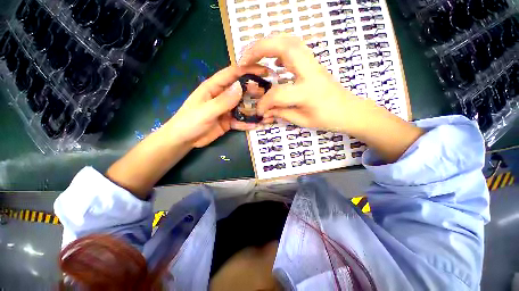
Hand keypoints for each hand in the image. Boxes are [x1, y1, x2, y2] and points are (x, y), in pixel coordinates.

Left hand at [166, 65, 267, 147]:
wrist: (184, 140)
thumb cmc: (189, 122)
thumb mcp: (206, 111)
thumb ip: (223, 101)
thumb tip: (241, 87)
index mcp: (213, 88)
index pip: (232, 74)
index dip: (247, 70)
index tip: (263, 70)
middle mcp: (222, 96)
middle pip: (241, 90)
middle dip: (254, 90)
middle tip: (269, 92)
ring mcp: (226, 110)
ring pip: (243, 106)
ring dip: (254, 108)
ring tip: (267, 110)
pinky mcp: (228, 121)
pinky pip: (241, 121)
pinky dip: (248, 123)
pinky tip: (258, 125)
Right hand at [239, 35, 363, 132]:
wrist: (350, 110)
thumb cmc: (328, 119)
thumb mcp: (303, 121)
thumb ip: (281, 113)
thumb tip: (265, 111)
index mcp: (308, 91)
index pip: (277, 94)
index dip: (264, 103)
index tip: (260, 110)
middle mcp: (310, 72)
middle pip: (285, 47)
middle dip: (259, 48)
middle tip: (243, 60)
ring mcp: (313, 63)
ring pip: (289, 41)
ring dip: (268, 44)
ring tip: (253, 56)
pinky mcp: (313, 63)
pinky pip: (294, 48)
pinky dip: (279, 49)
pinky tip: (271, 60)